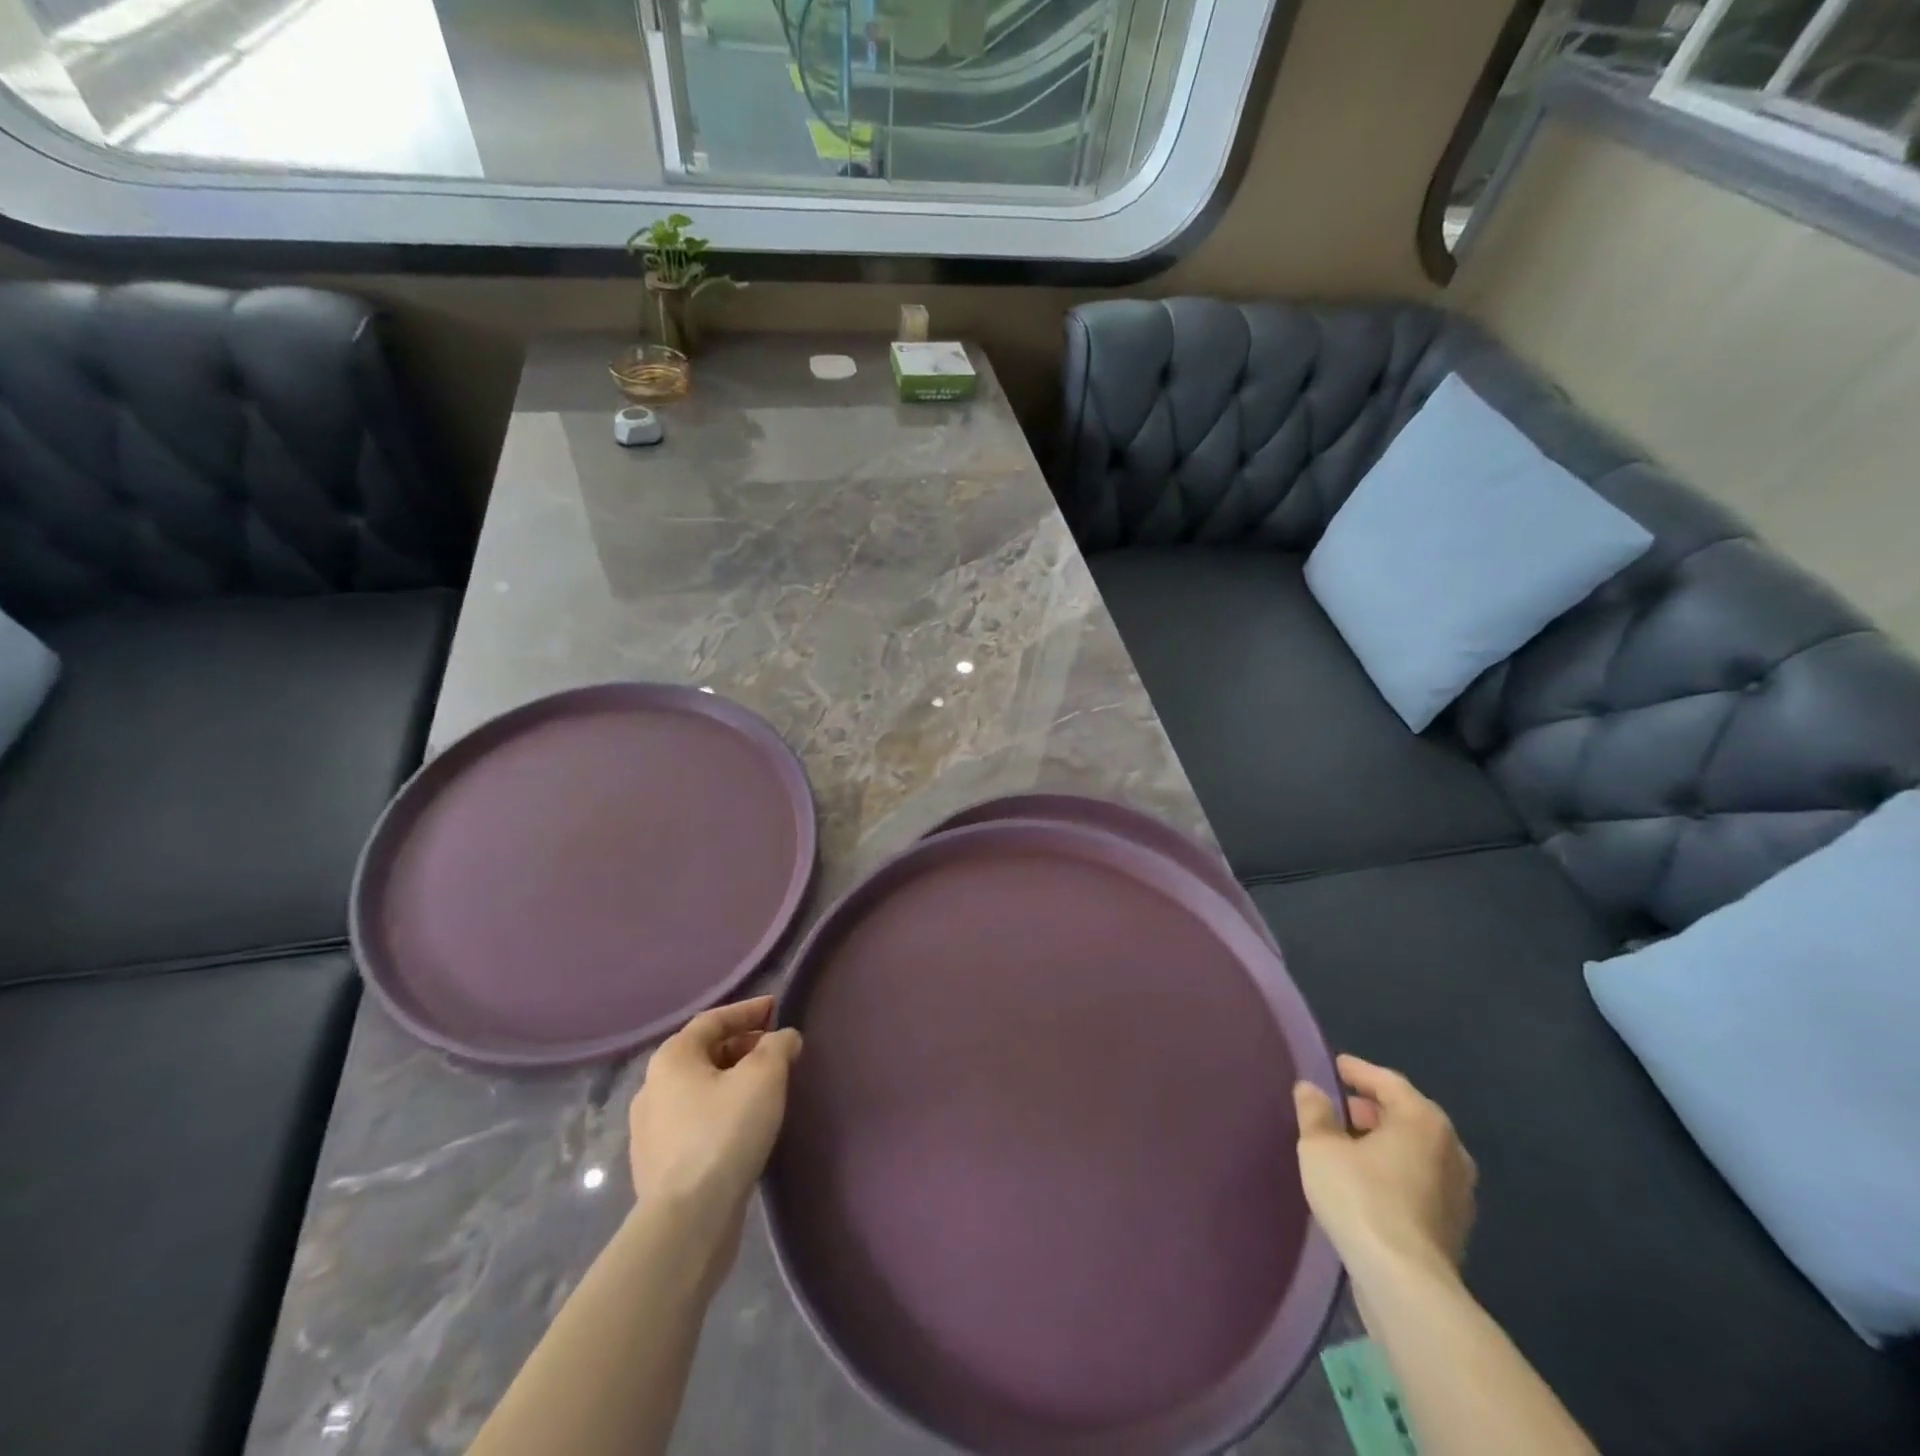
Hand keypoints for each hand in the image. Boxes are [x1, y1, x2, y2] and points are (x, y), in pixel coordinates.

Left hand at [628, 997, 802, 1228]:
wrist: (687, 1221)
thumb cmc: (724, 1133)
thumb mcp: (764, 1076)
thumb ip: (778, 1046)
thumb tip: (784, 1038)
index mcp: (672, 1058)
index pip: (713, 1019)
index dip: (748, 1010)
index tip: (778, 1008)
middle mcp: (652, 1087)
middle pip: (705, 1053)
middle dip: (743, 1046)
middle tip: (777, 1049)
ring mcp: (651, 1130)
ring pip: (700, 1089)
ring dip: (733, 1080)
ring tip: (767, 1087)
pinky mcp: (659, 1165)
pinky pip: (696, 1121)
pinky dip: (722, 1110)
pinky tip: (746, 1125)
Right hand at [1294, 1054, 1476, 1284]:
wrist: (1405, 1283)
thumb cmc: (1361, 1198)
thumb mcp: (1320, 1147)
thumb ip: (1314, 1112)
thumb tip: (1311, 1089)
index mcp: (1422, 1120)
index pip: (1388, 1081)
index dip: (1358, 1071)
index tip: (1336, 1066)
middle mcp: (1450, 1148)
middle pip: (1407, 1114)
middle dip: (1373, 1107)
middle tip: (1341, 1106)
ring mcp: (1459, 1190)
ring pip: (1416, 1149)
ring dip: (1386, 1141)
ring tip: (1351, 1144)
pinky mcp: (1454, 1225)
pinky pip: (1421, 1179)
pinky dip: (1397, 1170)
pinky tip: (1370, 1181)